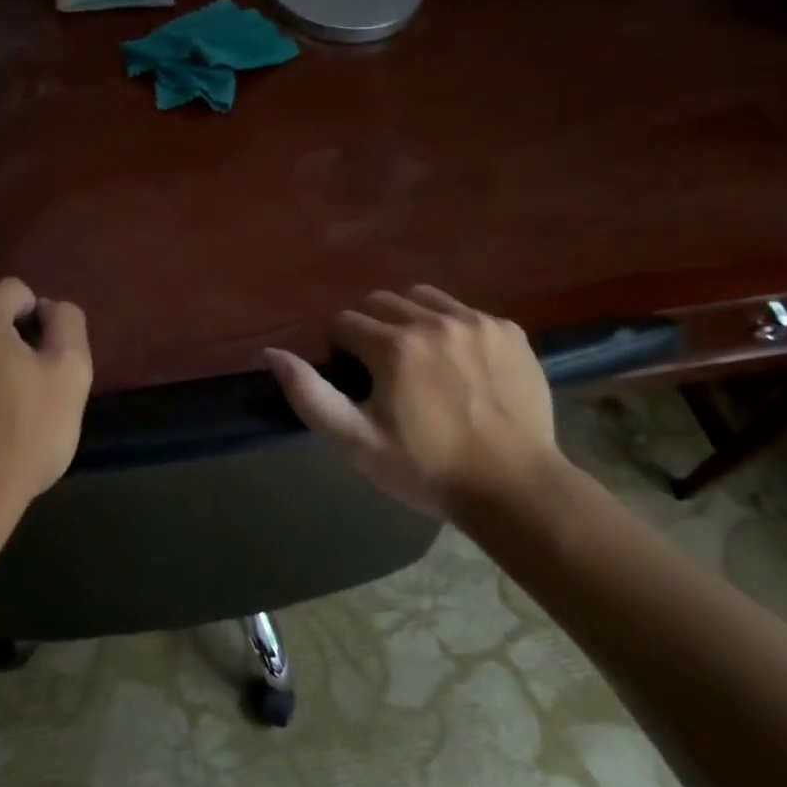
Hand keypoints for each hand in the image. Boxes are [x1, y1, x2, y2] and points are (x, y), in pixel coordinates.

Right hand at [264, 286, 565, 525]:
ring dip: (411, 320)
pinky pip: (466, 312)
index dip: (342, 351)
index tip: (357, 381)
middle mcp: (434, 321)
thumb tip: (272, 353)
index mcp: (394, 347)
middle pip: (381, 302)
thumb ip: (309, 395)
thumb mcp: (357, 442)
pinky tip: (462, 367)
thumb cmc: (427, 470)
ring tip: (422, 361)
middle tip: (385, 372)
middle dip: (372, 330)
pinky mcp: (509, 330)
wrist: (514, 487)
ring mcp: (477, 322)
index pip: (345, 322)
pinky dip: (453, 329)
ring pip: (423, 298)